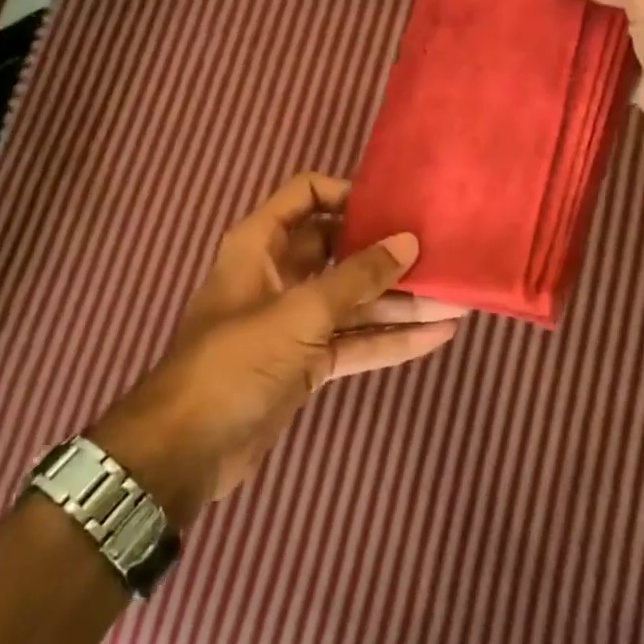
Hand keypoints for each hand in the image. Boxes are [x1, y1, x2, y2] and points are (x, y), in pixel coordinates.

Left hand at [91, 173, 463, 524]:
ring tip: (456, 297)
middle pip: (340, 250)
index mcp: (261, 245)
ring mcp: (295, 321)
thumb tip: (409, 242)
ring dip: (401, 301)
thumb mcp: (299, 312)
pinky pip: (356, 340)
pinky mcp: (308, 362)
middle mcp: (280, 275)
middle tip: (440, 250)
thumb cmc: (236, 361)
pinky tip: (438, 335)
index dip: (349, 194)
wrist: (187, 449)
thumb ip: (357, 277)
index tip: (395, 207)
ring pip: (355, 300)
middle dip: (388, 252)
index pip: (307, 196)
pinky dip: (392, 339)